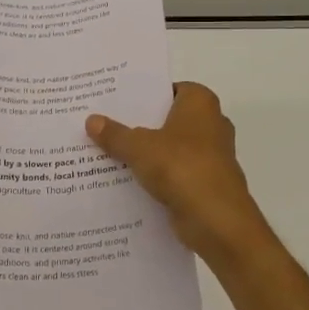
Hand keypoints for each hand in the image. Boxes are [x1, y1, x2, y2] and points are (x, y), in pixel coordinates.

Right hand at [87, 82, 270, 265]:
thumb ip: (115, 134)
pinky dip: (154, 176)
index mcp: (201, 102)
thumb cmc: (182, 167)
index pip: (167, 89)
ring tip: (105, 152)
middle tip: (102, 124)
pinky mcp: (205, 183)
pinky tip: (124, 181)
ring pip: (169, 148)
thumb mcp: (139, 147)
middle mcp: (210, 123)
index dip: (142, 94)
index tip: (113, 100)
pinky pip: (173, 173)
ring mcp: (211, 155)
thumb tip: (91, 120)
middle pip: (166, 119)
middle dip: (138, 124)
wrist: (217, 221)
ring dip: (145, 153)